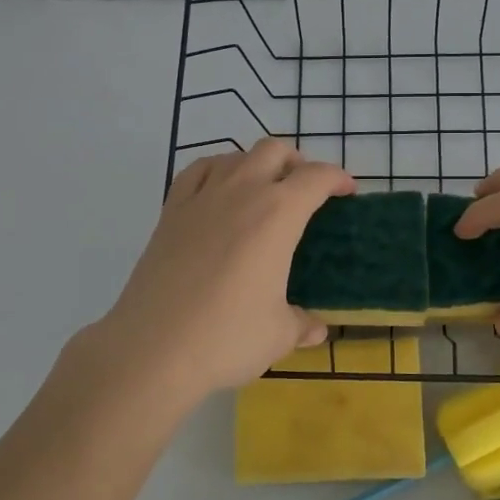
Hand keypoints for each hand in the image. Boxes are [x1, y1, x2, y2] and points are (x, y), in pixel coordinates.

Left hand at [74, 140, 354, 402]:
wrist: (152, 349)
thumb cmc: (226, 338)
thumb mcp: (278, 335)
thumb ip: (302, 324)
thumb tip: (315, 328)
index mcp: (278, 214)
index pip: (317, 177)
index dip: (338, 178)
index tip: (347, 192)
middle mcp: (242, 192)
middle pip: (275, 150)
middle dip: (297, 163)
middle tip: (304, 192)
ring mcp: (201, 197)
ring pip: (235, 156)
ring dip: (257, 165)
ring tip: (263, 192)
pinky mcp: (170, 212)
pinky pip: (196, 171)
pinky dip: (216, 171)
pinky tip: (218, 191)